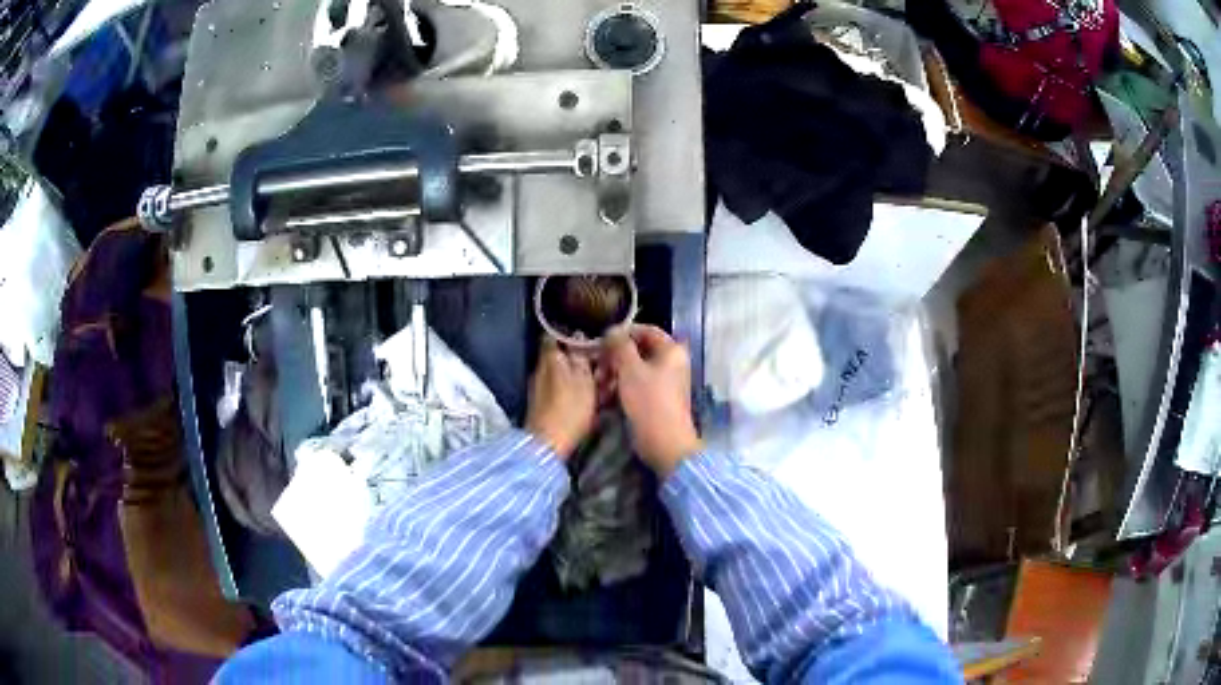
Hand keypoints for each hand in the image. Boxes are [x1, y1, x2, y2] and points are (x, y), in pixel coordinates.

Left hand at [526, 337, 596, 457]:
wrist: (548, 444)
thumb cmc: (569, 409)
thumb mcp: (584, 380)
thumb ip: (581, 357)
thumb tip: (578, 336)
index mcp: (549, 358)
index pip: (553, 335)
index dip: (568, 332)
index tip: (585, 334)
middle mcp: (539, 369)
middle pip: (557, 355)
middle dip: (574, 356)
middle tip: (597, 360)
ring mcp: (537, 388)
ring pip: (558, 373)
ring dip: (573, 374)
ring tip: (595, 380)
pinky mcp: (540, 405)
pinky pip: (557, 389)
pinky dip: (569, 389)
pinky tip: (583, 397)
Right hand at [604, 325, 701, 477]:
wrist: (665, 443)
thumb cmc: (649, 402)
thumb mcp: (630, 369)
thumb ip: (620, 346)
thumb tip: (612, 331)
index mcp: (672, 351)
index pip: (646, 330)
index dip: (623, 333)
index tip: (601, 341)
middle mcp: (672, 363)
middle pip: (639, 350)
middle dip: (615, 357)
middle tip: (596, 366)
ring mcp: (665, 382)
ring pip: (635, 369)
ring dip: (614, 373)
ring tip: (598, 384)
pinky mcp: (657, 400)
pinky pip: (636, 385)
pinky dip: (621, 387)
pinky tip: (604, 396)